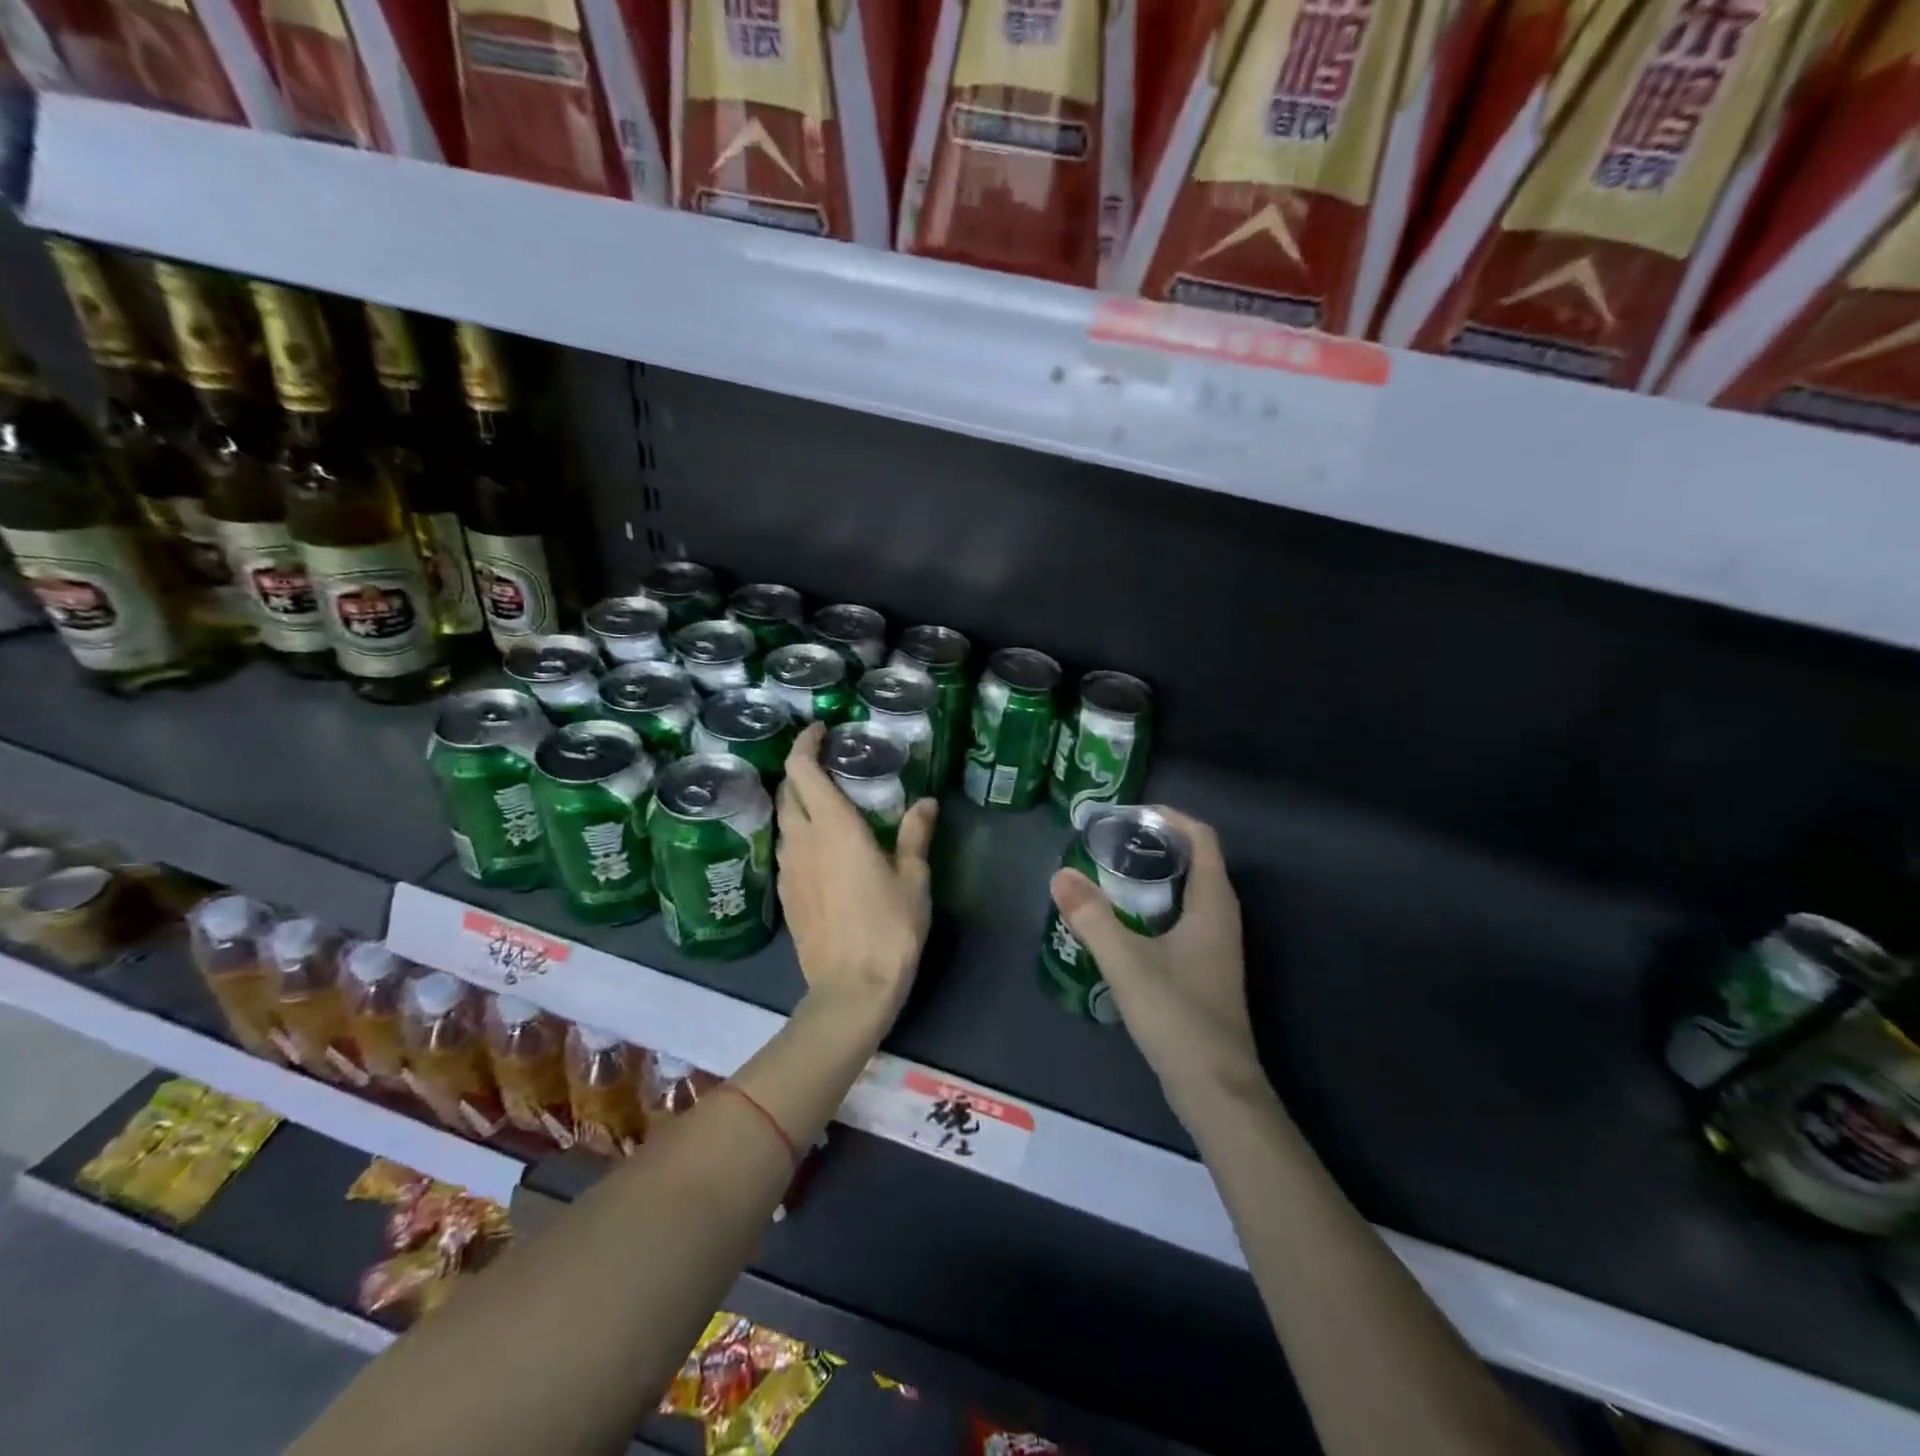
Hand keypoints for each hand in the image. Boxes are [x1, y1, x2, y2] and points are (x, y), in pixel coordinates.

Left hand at [776, 723, 938, 1024]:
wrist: (851, 989)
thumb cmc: (889, 927)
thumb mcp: (913, 878)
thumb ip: (915, 835)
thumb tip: (926, 802)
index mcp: (833, 827)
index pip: (802, 770)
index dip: (806, 744)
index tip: (821, 731)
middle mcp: (802, 841)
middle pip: (786, 792)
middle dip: (801, 771)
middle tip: (828, 766)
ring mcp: (788, 869)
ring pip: (783, 822)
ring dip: (798, 804)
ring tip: (827, 805)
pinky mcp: (785, 895)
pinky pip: (786, 850)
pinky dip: (799, 835)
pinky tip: (821, 848)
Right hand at [1049, 810, 1260, 1108]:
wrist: (1215, 1088)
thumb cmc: (1178, 1017)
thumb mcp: (1127, 963)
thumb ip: (1092, 917)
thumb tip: (1059, 874)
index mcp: (1213, 904)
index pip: (1202, 838)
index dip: (1168, 818)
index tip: (1127, 815)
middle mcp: (1221, 917)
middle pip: (1193, 860)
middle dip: (1153, 843)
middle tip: (1107, 841)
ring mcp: (1215, 945)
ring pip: (1185, 891)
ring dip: (1151, 875)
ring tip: (1106, 873)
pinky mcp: (1204, 967)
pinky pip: (1180, 917)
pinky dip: (1152, 905)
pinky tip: (1120, 921)